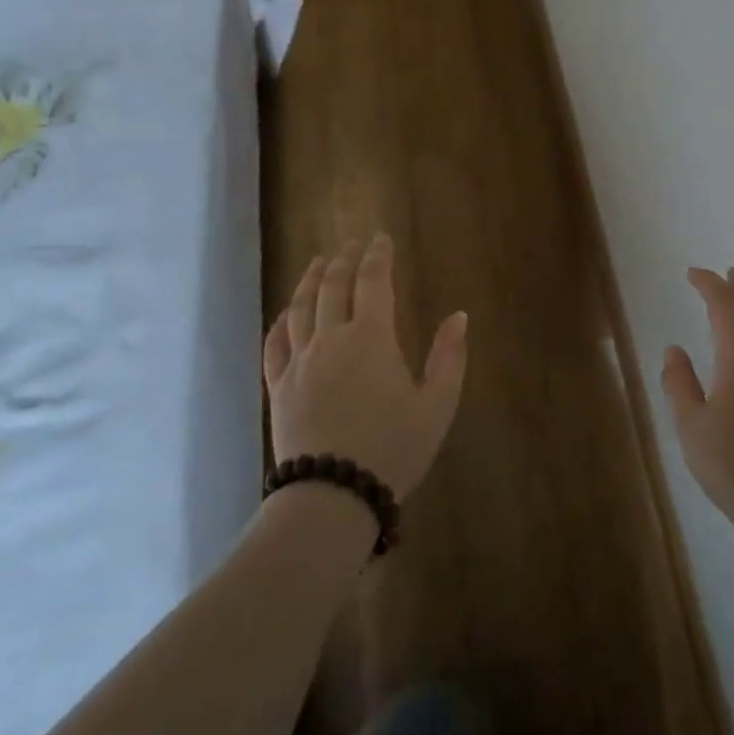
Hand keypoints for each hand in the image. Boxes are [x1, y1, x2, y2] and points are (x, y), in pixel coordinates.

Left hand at [264, 234, 468, 498]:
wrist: (333, 496)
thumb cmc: (393, 448)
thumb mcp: (437, 405)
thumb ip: (449, 357)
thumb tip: (459, 316)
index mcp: (371, 337)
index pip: (373, 281)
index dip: (377, 255)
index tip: (380, 238)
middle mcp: (331, 338)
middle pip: (333, 286)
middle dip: (343, 260)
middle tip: (350, 244)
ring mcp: (300, 362)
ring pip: (301, 307)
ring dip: (310, 280)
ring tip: (317, 262)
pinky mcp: (279, 387)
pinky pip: (275, 344)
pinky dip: (280, 322)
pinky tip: (284, 314)